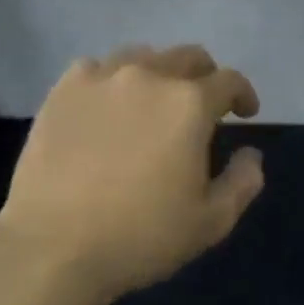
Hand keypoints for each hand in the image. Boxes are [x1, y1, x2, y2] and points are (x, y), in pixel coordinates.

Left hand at [0, 44, 263, 303]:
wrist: (53, 248)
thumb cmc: (141, 237)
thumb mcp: (211, 222)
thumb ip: (242, 182)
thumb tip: (250, 154)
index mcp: (189, 104)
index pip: (229, 81)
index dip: (244, 94)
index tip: (246, 113)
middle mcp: (148, 77)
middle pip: (187, 57)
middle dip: (205, 77)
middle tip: (204, 106)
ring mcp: (100, 79)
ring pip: (141, 56)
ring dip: (159, 73)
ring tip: (155, 101)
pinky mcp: (62, 91)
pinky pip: (96, 68)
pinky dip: (112, 79)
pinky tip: (108, 105)